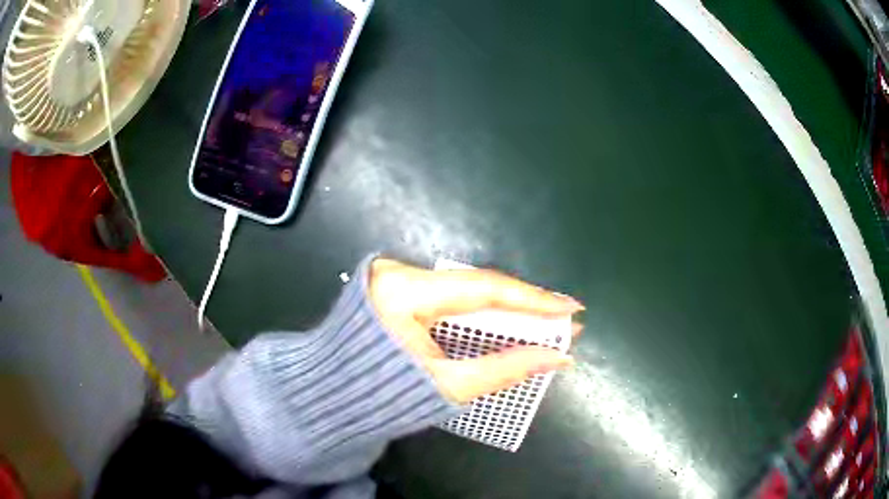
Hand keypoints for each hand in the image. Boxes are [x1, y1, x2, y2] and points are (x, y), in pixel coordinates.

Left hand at [368, 258, 583, 403]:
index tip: (571, 309)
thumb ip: (504, 369)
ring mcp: (397, 275)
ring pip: (468, 291)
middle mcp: (400, 272)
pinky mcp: (398, 285)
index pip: (483, 289)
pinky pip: (453, 296)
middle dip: (526, 306)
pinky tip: (510, 321)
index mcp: (403, 292)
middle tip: (566, 319)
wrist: (331, 394)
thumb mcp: (447, 386)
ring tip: (548, 322)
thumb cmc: (382, 395)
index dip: (533, 300)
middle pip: (478, 287)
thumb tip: (557, 357)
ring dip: (507, 308)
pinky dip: (483, 311)